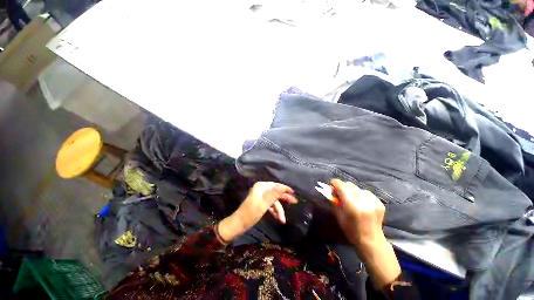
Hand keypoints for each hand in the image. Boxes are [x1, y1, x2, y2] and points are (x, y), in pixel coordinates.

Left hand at [217, 182, 296, 242]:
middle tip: (294, 202)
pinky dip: (274, 211)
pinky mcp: (260, 203)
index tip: (293, 193)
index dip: (285, 189)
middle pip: (276, 193)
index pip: (276, 185)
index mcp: (261, 187)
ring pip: (273, 201)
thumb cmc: (251, 213)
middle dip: (284, 199)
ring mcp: (261, 197)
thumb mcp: (264, 204)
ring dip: (278, 209)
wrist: (239, 224)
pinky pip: (270, 205)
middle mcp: (261, 189)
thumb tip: (283, 186)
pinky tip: (278, 218)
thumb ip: (274, 194)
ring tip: (282, 219)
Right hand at [330, 179, 385, 247]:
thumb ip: (335, 201)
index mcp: (353, 206)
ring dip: (352, 191)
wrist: (372, 241)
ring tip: (351, 199)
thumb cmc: (352, 231)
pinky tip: (360, 202)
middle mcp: (364, 201)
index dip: (335, 183)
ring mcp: (374, 202)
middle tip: (340, 193)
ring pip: (358, 188)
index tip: (331, 184)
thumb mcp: (339, 216)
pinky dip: (361, 195)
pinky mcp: (380, 203)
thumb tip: (332, 190)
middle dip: (343, 187)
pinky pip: (366, 192)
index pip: (342, 186)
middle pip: (350, 185)